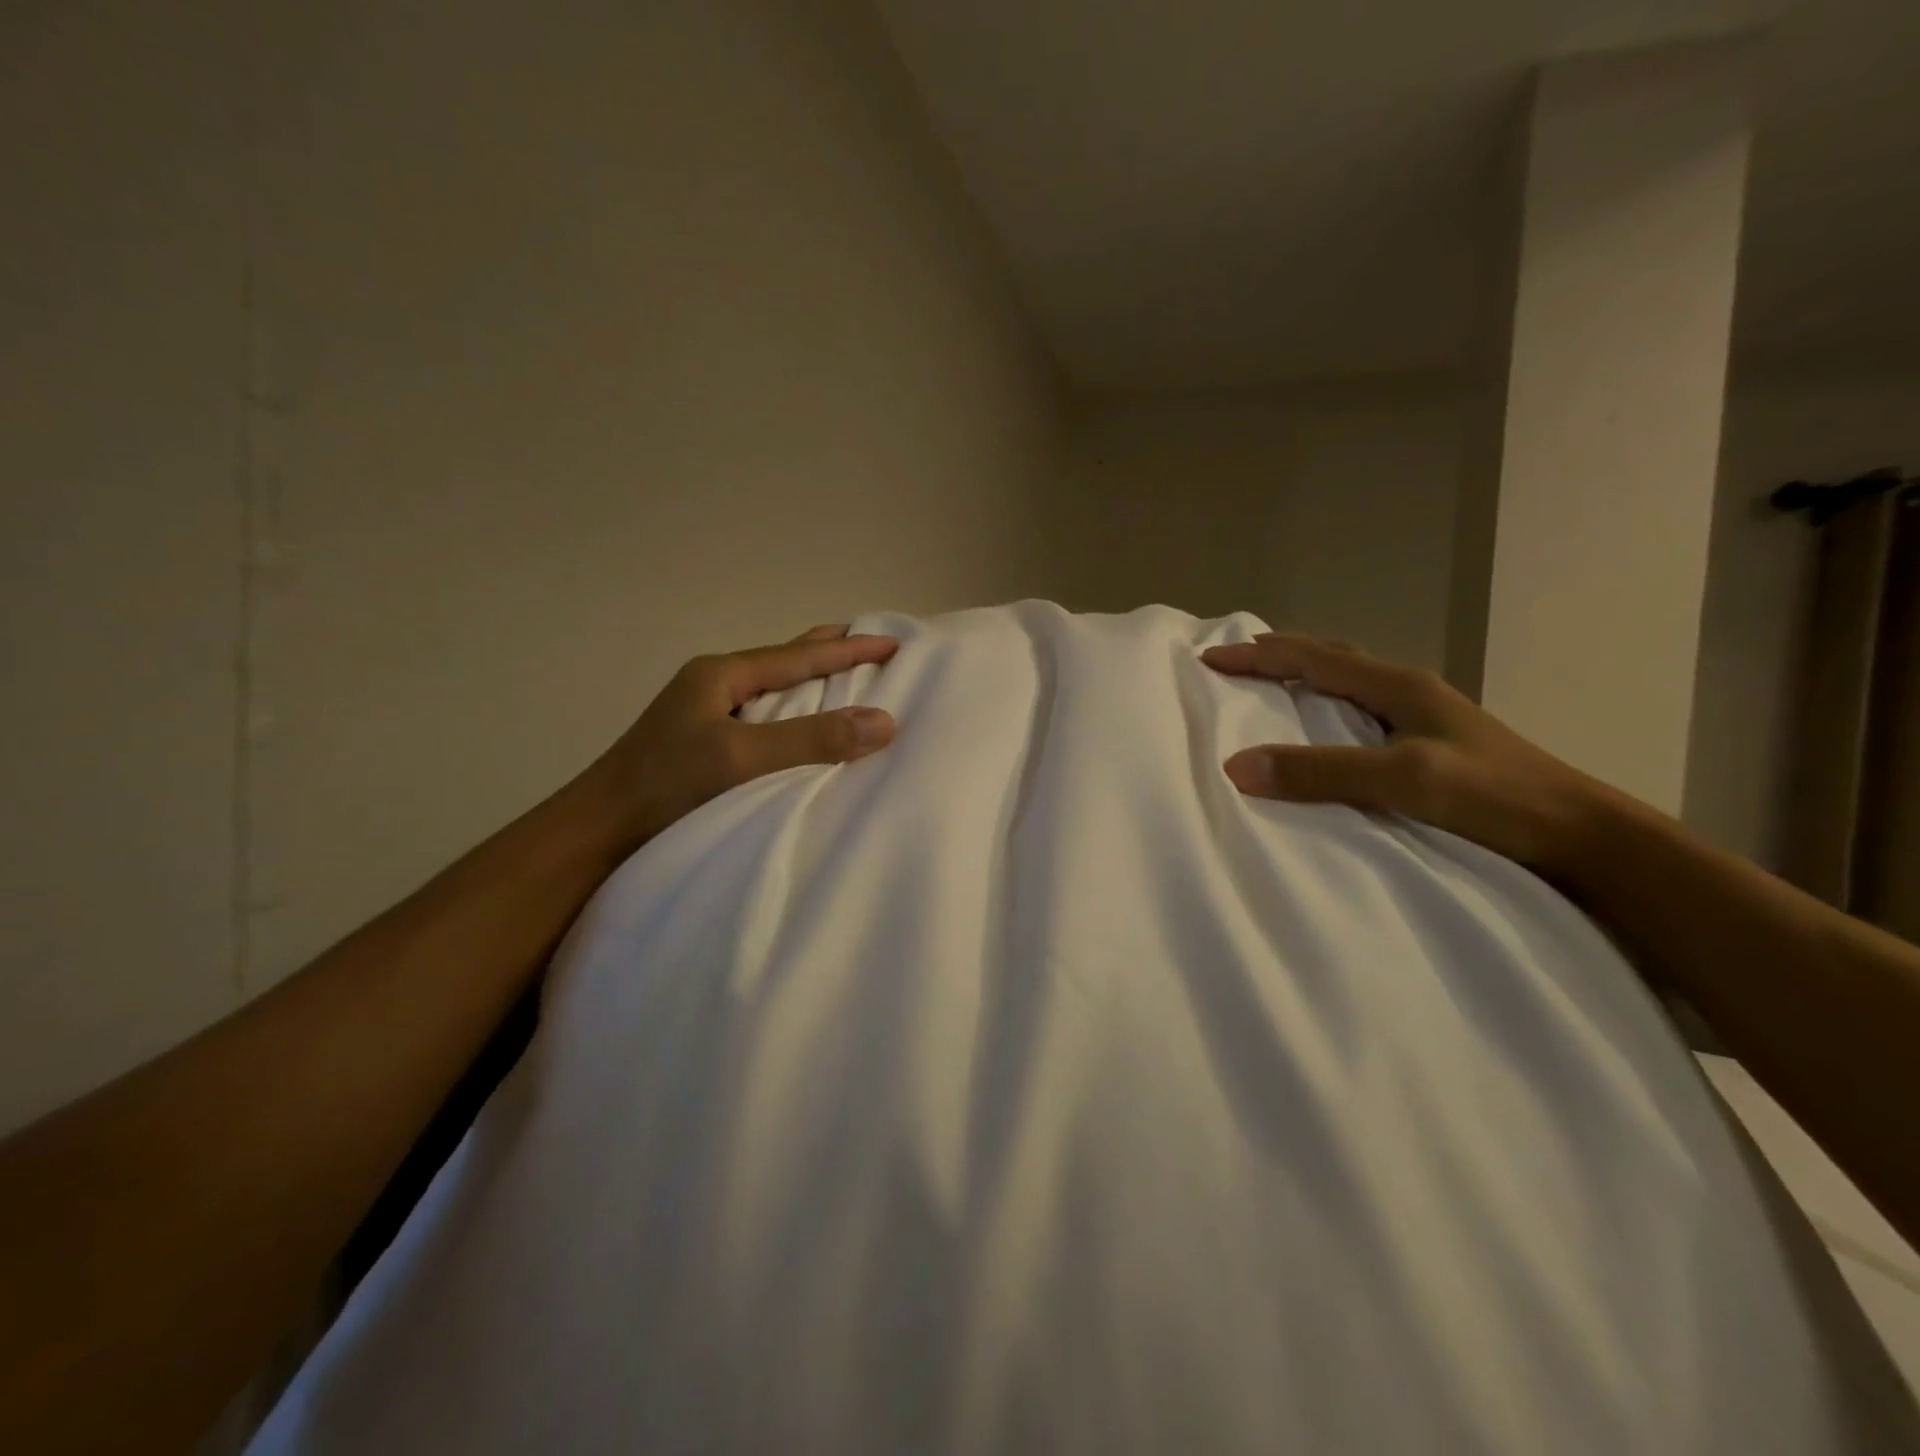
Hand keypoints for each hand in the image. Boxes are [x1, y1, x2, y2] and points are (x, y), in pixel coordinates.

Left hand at [586, 623, 898, 852]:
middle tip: (874, 646)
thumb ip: (811, 740)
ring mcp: (707, 716)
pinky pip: (767, 720)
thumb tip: (885, 722)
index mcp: (722, 675)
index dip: (850, 648)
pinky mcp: (706, 747)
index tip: (895, 642)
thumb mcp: (741, 758)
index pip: (800, 655)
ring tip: (851, 682)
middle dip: (831, 653)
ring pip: (776, 691)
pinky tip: (808, 729)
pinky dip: (798, 716)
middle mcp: (715, 687)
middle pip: (786, 662)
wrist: (596, 836)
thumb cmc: (665, 787)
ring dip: (814, 685)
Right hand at [1201, 633, 1611, 871]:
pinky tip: (1327, 729)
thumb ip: (1321, 771)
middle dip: (1280, 654)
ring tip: (1272, 685)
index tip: (1210, 657)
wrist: (1584, 837)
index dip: (1258, 656)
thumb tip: (1236, 766)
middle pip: (1332, 657)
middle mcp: (1408, 691)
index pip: (1312, 658)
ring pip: (1349, 681)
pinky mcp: (1433, 745)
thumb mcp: (1405, 779)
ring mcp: (1425, 717)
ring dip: (1306, 675)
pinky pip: (1362, 711)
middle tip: (1237, 659)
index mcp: (1397, 686)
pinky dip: (1328, 706)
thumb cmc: (1495, 798)